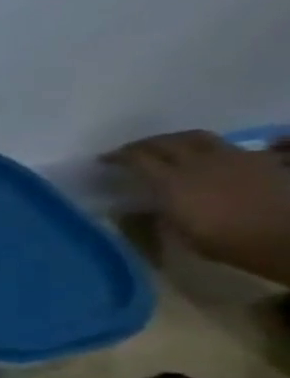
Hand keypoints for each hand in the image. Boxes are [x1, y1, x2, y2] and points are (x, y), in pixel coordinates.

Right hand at [108, 130, 289, 283]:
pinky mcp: (258, 159)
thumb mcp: (178, 232)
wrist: (284, 237)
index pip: (139, 159)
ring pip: (197, 137)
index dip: (119, 156)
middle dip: (145, 144)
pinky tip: (205, 156)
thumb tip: (137, 207)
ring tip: (166, 146)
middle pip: (167, 142)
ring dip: (175, 139)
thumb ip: (157, 212)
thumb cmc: (224, 240)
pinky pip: (226, 145)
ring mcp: (233, 157)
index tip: (104, 159)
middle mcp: (199, 163)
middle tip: (130, 151)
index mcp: (173, 182)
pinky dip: (208, 147)